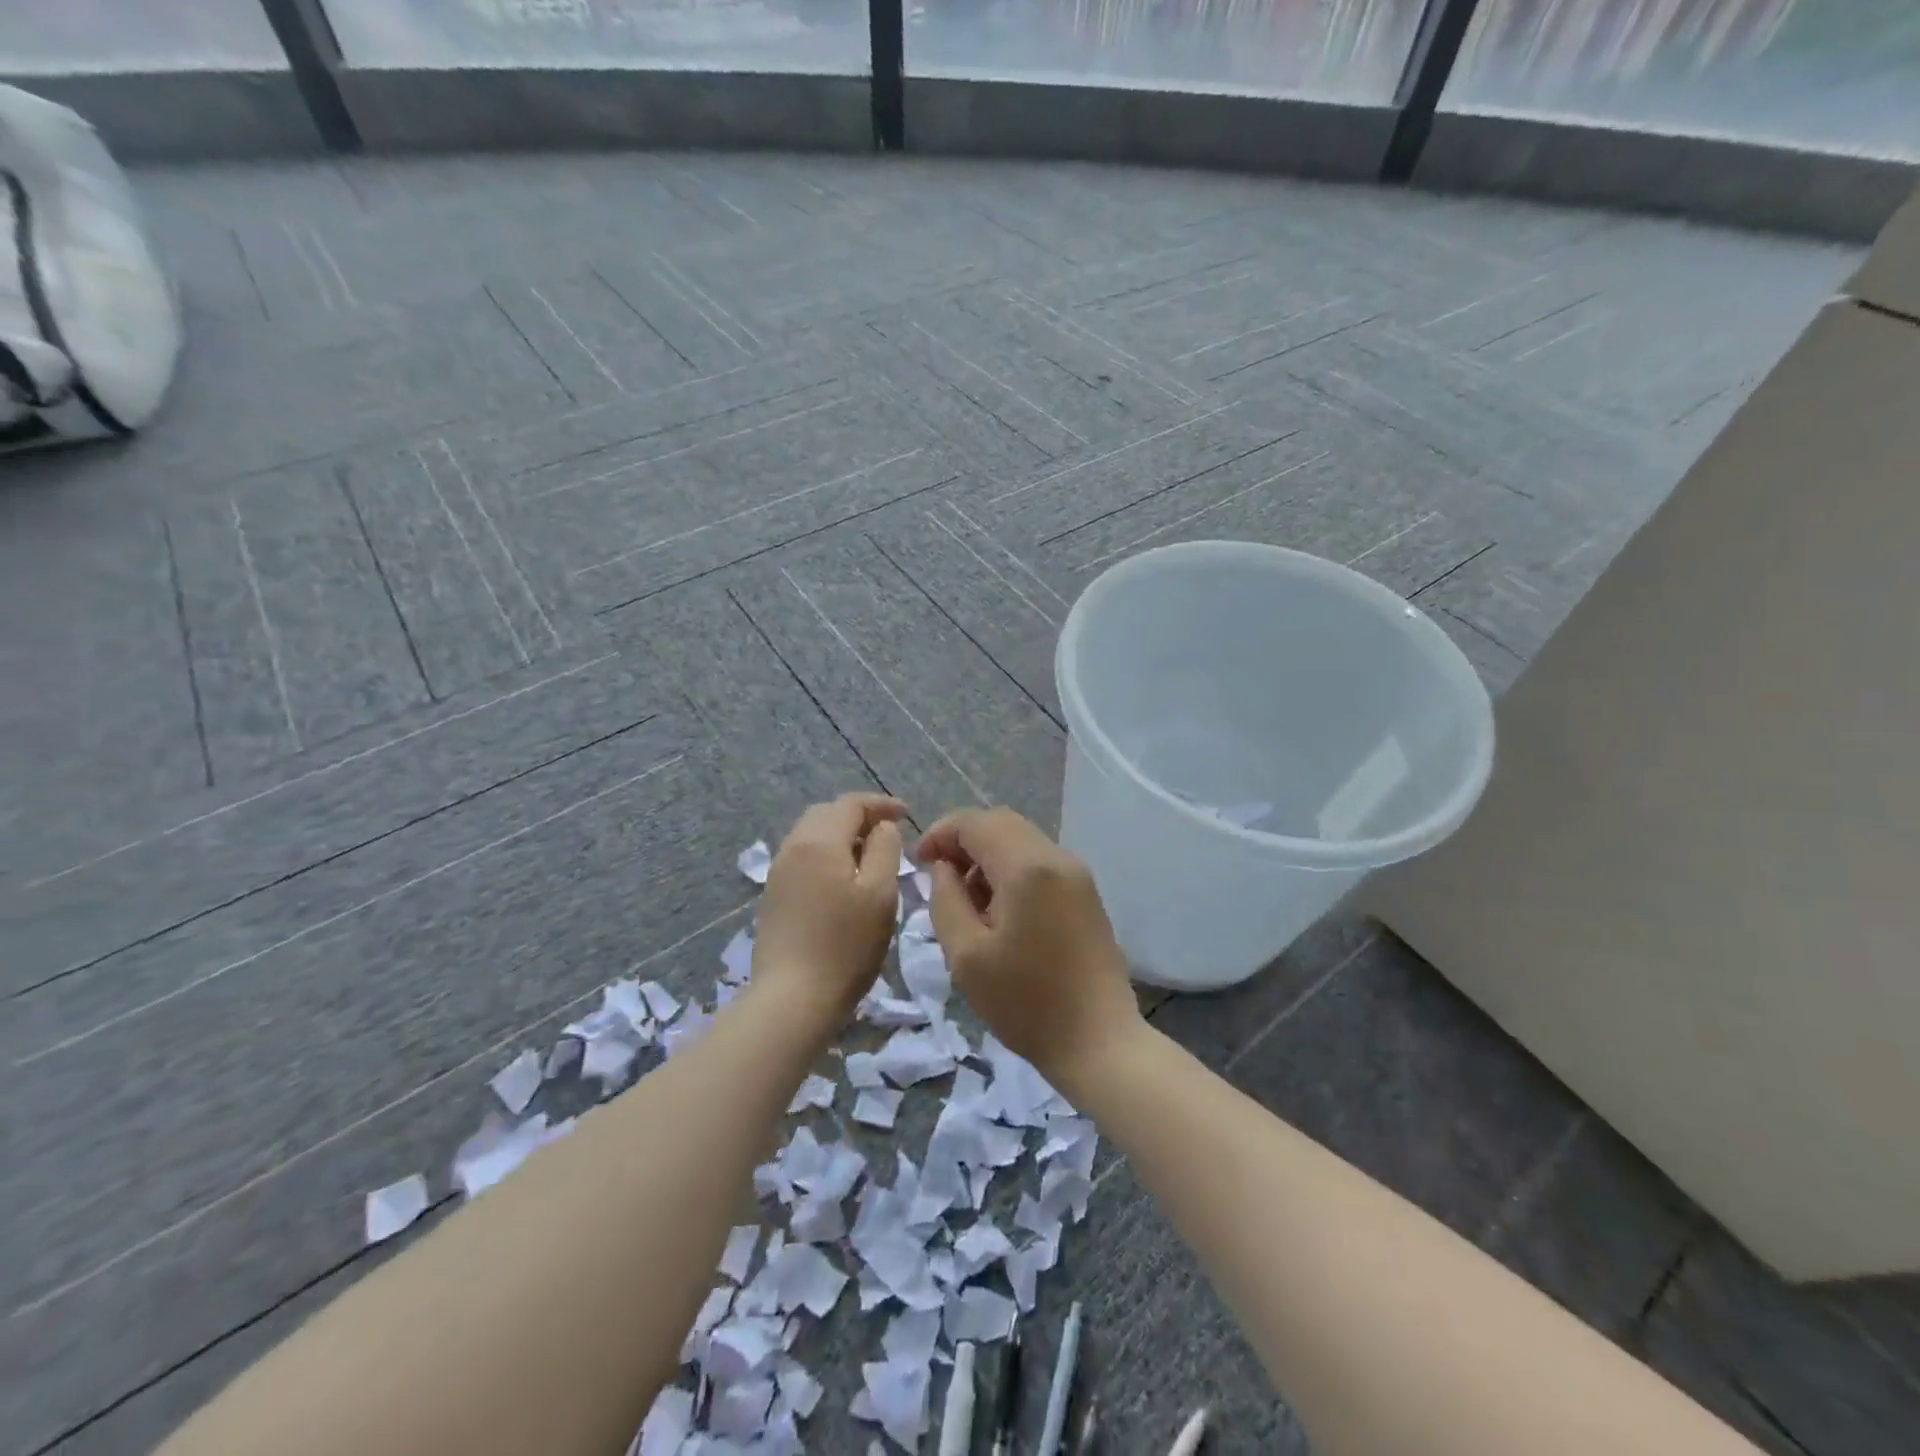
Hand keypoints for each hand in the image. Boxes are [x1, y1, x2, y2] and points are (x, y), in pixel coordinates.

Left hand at [753, 792, 905, 1028]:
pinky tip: (843, 879)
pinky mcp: (774, 896)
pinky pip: (803, 858)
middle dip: (859, 816)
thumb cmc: (846, 944)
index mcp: (819, 841)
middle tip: (889, 833)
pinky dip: (827, 854)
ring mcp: (778, 872)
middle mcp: (793, 847)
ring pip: (812, 835)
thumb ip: (885, 849)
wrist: (792, 998)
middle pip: (827, 814)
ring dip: (842, 835)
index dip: (881, 804)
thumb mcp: (880, 893)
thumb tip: (882, 827)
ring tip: (869, 856)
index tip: (908, 814)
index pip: (851, 803)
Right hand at [915, 807, 1143, 1087]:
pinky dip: (1011, 870)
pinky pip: (1040, 862)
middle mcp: (1057, 857)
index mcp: (1028, 867)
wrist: (1099, 1042)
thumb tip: (943, 868)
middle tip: (939, 877)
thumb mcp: (966, 956)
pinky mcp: (1086, 893)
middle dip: (964, 841)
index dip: (940, 833)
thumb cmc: (1026, 1003)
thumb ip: (946, 900)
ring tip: (967, 901)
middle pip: (1001, 823)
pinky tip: (999, 910)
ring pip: (1021, 840)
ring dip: (988, 856)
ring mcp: (1077, 874)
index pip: (976, 822)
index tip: (918, 863)